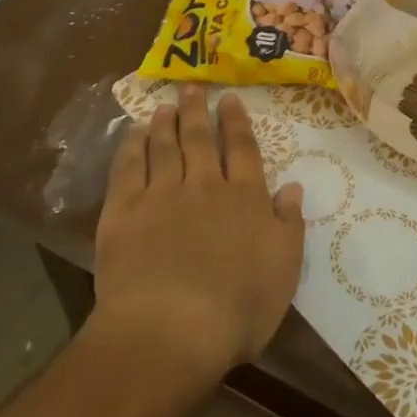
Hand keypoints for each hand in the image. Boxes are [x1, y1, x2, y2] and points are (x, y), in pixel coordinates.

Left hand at [92, 86, 304, 384]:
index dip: (236, 122)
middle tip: (192, 87)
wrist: (171, 329)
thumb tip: (292, 186)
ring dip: (165, 123)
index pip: (242, 149)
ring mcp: (162, 195)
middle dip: (198, 111)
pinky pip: (128, 167)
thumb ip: (289, 224)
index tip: (230, 99)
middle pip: (201, 139)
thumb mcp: (283, 269)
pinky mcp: (124, 211)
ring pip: (164, 147)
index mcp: (245, 198)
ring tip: (164, 105)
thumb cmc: (238, 308)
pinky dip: (132, 146)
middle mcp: (204, 185)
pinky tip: (133, 134)